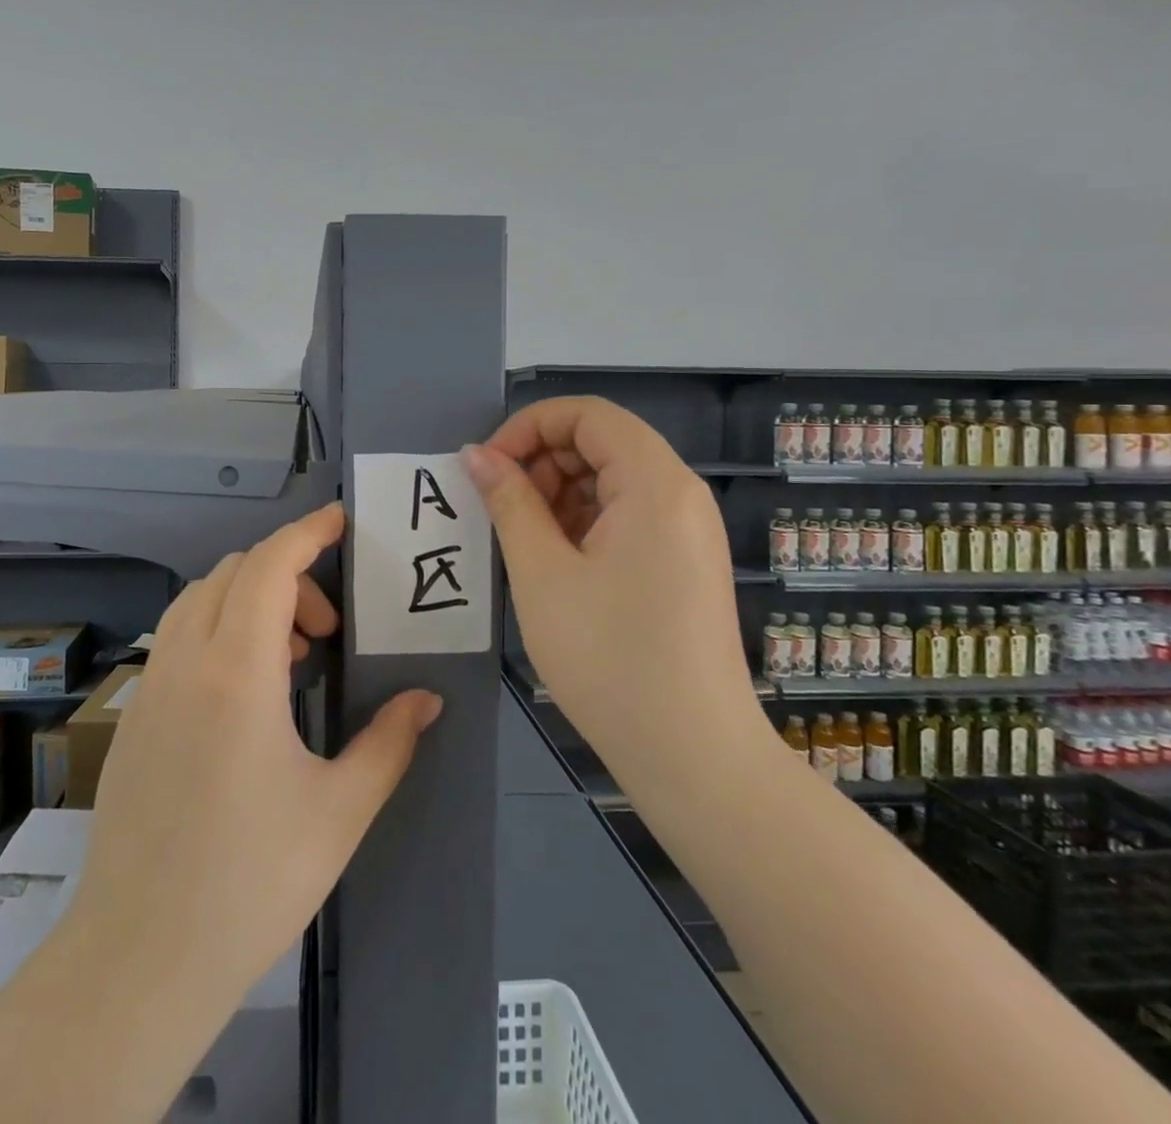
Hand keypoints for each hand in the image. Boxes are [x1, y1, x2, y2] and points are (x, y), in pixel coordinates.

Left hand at [66, 502, 443, 1011]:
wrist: (140, 958)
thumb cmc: (251, 882)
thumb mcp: (339, 812)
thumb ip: (389, 742)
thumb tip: (427, 698)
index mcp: (237, 673)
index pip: (270, 567)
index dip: (307, 532)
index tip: (341, 522)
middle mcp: (186, 662)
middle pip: (234, 572)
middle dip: (288, 574)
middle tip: (328, 630)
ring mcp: (151, 686)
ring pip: (199, 599)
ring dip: (248, 599)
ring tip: (290, 657)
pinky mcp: (135, 714)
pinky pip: (177, 636)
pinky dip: (216, 627)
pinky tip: (245, 692)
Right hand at [463, 396, 765, 768]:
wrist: (693, 756)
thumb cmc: (610, 657)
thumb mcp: (542, 573)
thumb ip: (508, 501)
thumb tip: (477, 455)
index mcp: (655, 483)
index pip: (587, 414)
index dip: (529, 426)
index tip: (489, 467)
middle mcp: (680, 494)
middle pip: (602, 442)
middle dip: (541, 460)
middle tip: (499, 507)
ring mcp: (687, 531)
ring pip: (611, 480)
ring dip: (558, 493)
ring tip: (522, 540)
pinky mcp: (683, 563)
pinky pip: (626, 516)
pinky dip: (583, 522)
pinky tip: (554, 561)